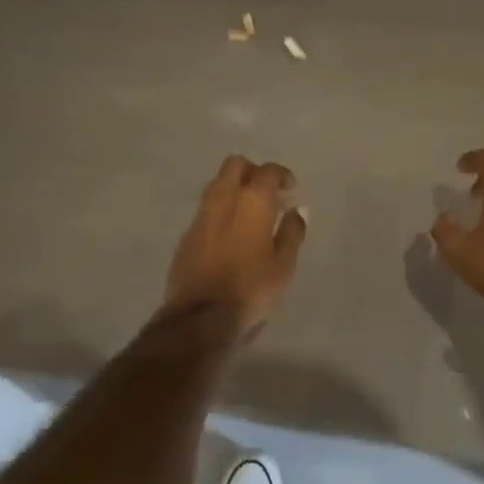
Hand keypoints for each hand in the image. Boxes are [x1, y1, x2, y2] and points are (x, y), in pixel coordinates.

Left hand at [163, 156, 308, 333]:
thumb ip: (292, 232)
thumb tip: (297, 210)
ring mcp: (200, 216)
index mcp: (251, 201)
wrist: (199, 318)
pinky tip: (230, 234)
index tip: (290, 188)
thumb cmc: (251, 289)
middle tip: (267, 192)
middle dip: (252, 172)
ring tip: (250, 213)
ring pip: (217, 185)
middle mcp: (223, 199)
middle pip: (235, 166)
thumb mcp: (284, 264)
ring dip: (234, 190)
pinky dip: (221, 212)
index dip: (282, 175)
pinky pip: (206, 210)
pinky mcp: (186, 236)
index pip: (267, 171)